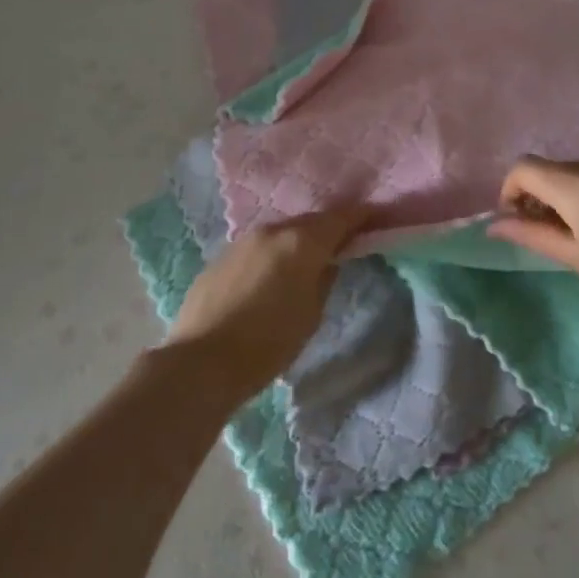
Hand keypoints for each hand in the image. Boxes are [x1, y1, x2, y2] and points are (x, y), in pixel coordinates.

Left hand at [164, 206, 369, 399]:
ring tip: (307, 261)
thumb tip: (326, 263)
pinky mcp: (220, 257)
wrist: (201, 361)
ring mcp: (242, 241)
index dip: (362, 216)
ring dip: (297, 242)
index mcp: (300, 242)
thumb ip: (324, 280)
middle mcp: (271, 231)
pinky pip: (257, 248)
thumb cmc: (268, 343)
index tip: (377, 217)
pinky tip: (271, 277)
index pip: (340, 218)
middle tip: (344, 243)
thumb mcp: (311, 315)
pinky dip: (272, 255)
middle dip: (328, 230)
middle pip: (308, 222)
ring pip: (280, 234)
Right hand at [487, 156, 578, 338]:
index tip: (517, 221)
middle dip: (540, 195)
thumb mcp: (578, 259)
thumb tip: (494, 224)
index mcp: (578, 184)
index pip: (525, 168)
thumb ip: (533, 234)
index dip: (510, 191)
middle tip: (549, 234)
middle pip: (554, 168)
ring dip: (570, 193)